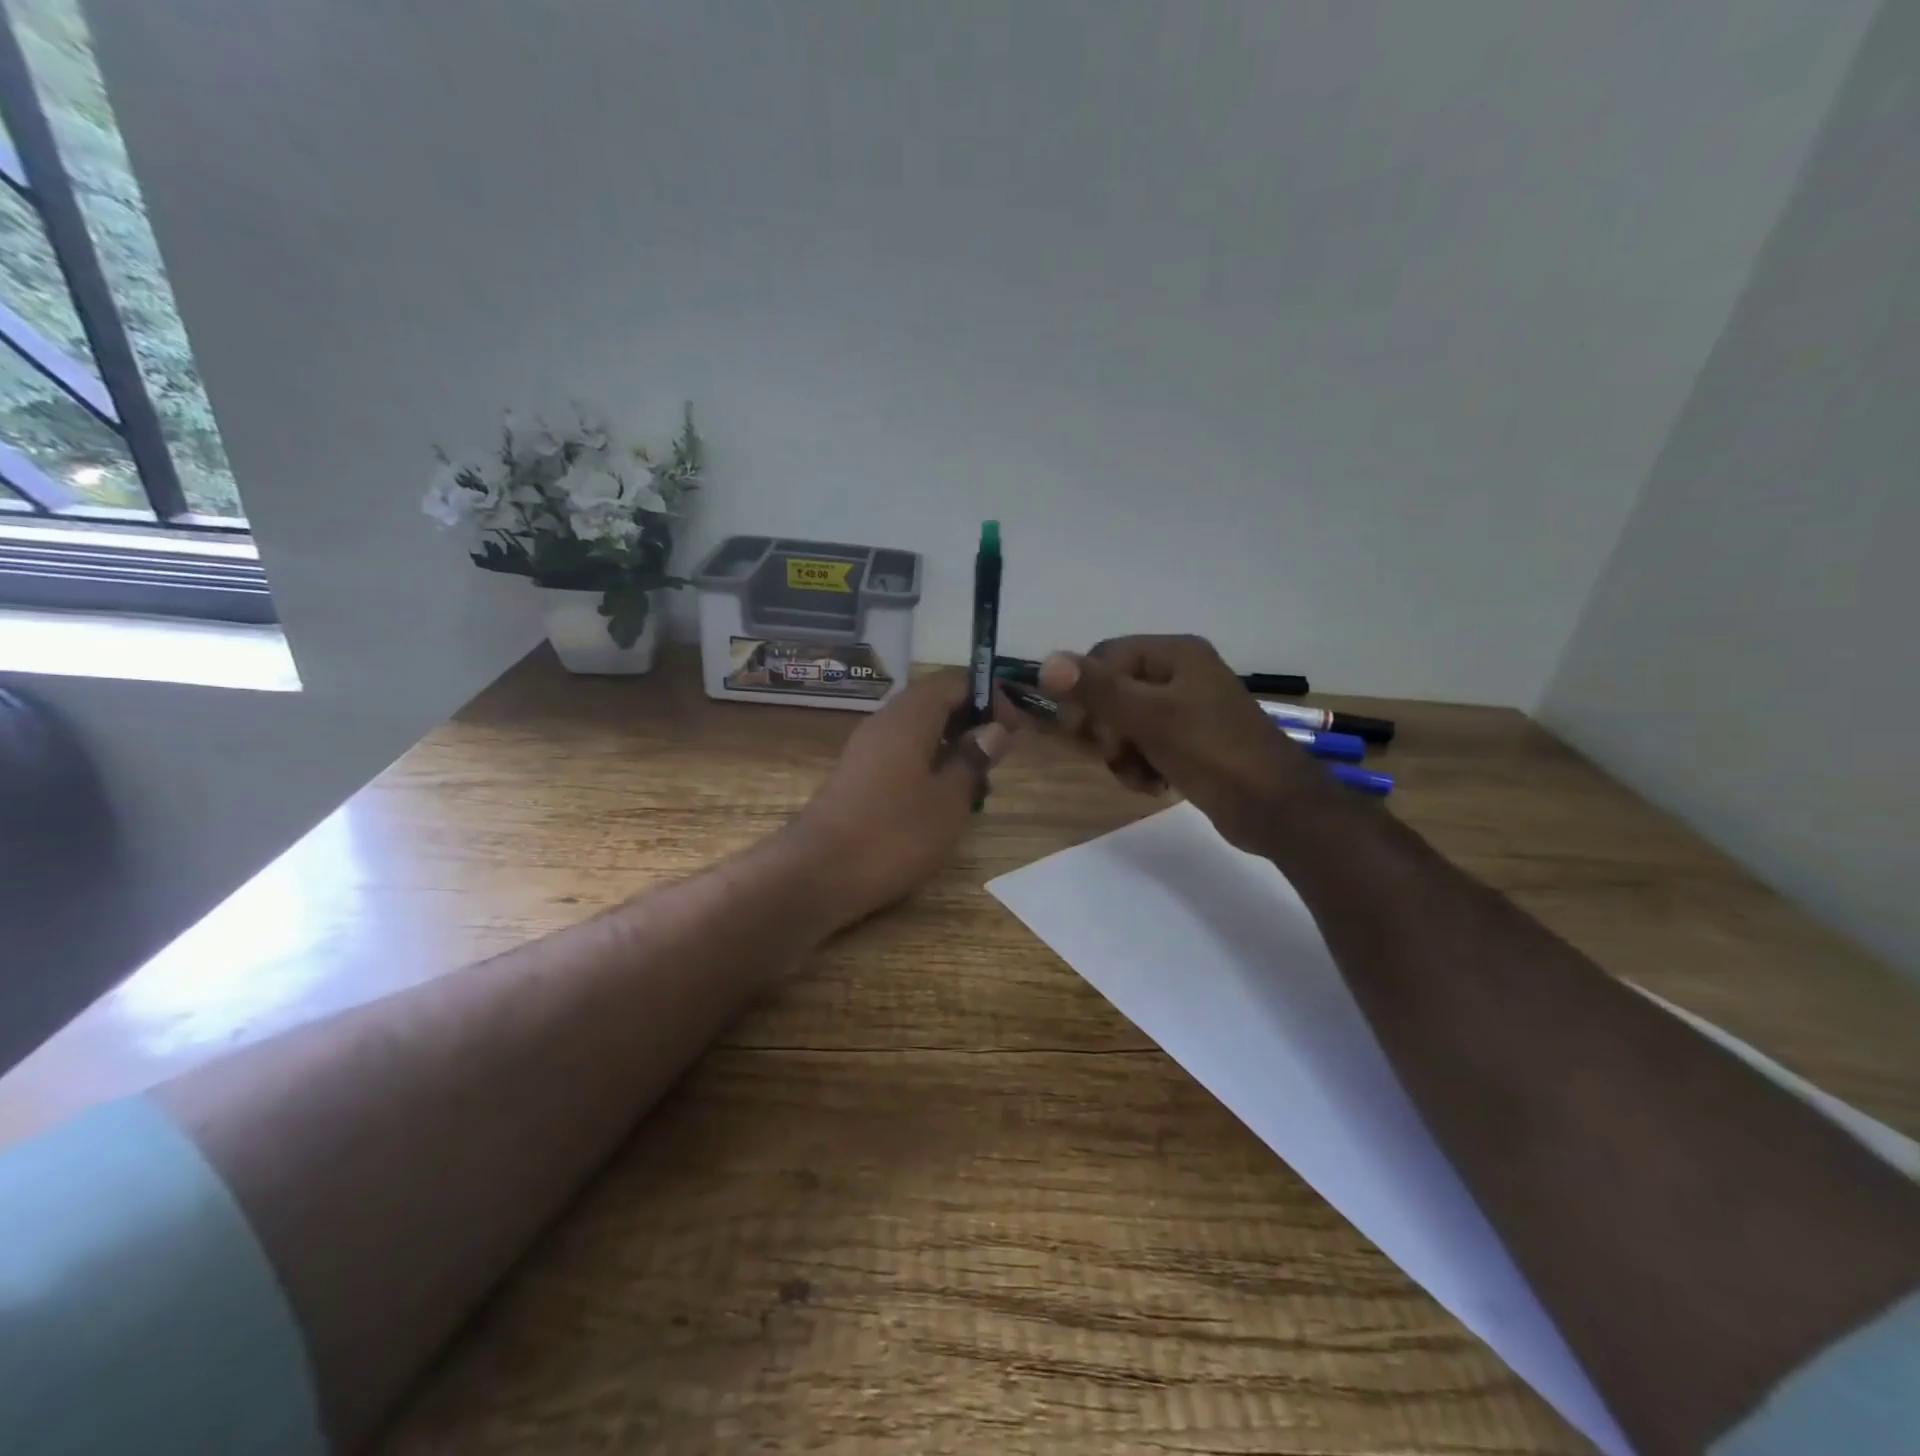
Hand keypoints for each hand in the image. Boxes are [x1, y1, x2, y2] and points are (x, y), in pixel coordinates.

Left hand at [783, 672, 1020, 924]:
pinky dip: (929, 762)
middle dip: (973, 721)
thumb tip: (994, 729)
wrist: (818, 874)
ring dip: (952, 744)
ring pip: (919, 729)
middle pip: (936, 701)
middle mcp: (885, 721)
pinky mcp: (858, 775)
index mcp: (910, 715)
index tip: (1015, 729)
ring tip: (977, 779)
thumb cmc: (894, 834)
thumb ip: (973, 759)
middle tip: (1000, 755)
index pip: (956, 681)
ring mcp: (867, 748)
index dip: (990, 697)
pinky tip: (942, 796)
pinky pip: (902, 752)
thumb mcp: (949, 800)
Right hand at [1038, 635, 1327, 854]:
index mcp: (1175, 654)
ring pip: (1126, 724)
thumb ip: (1098, 690)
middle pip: (1113, 692)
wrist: (1276, 808)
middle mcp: (1180, 674)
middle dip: (1108, 729)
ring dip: (1124, 754)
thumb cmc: (1214, 752)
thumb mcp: (1150, 717)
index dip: (1085, 690)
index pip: (1105, 657)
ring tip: (1141, 776)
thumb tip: (1046, 663)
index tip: (1078, 728)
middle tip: (1117, 754)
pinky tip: (1155, 785)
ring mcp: (1187, 710)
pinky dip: (1142, 766)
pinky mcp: (1190, 743)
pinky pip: (1146, 746)